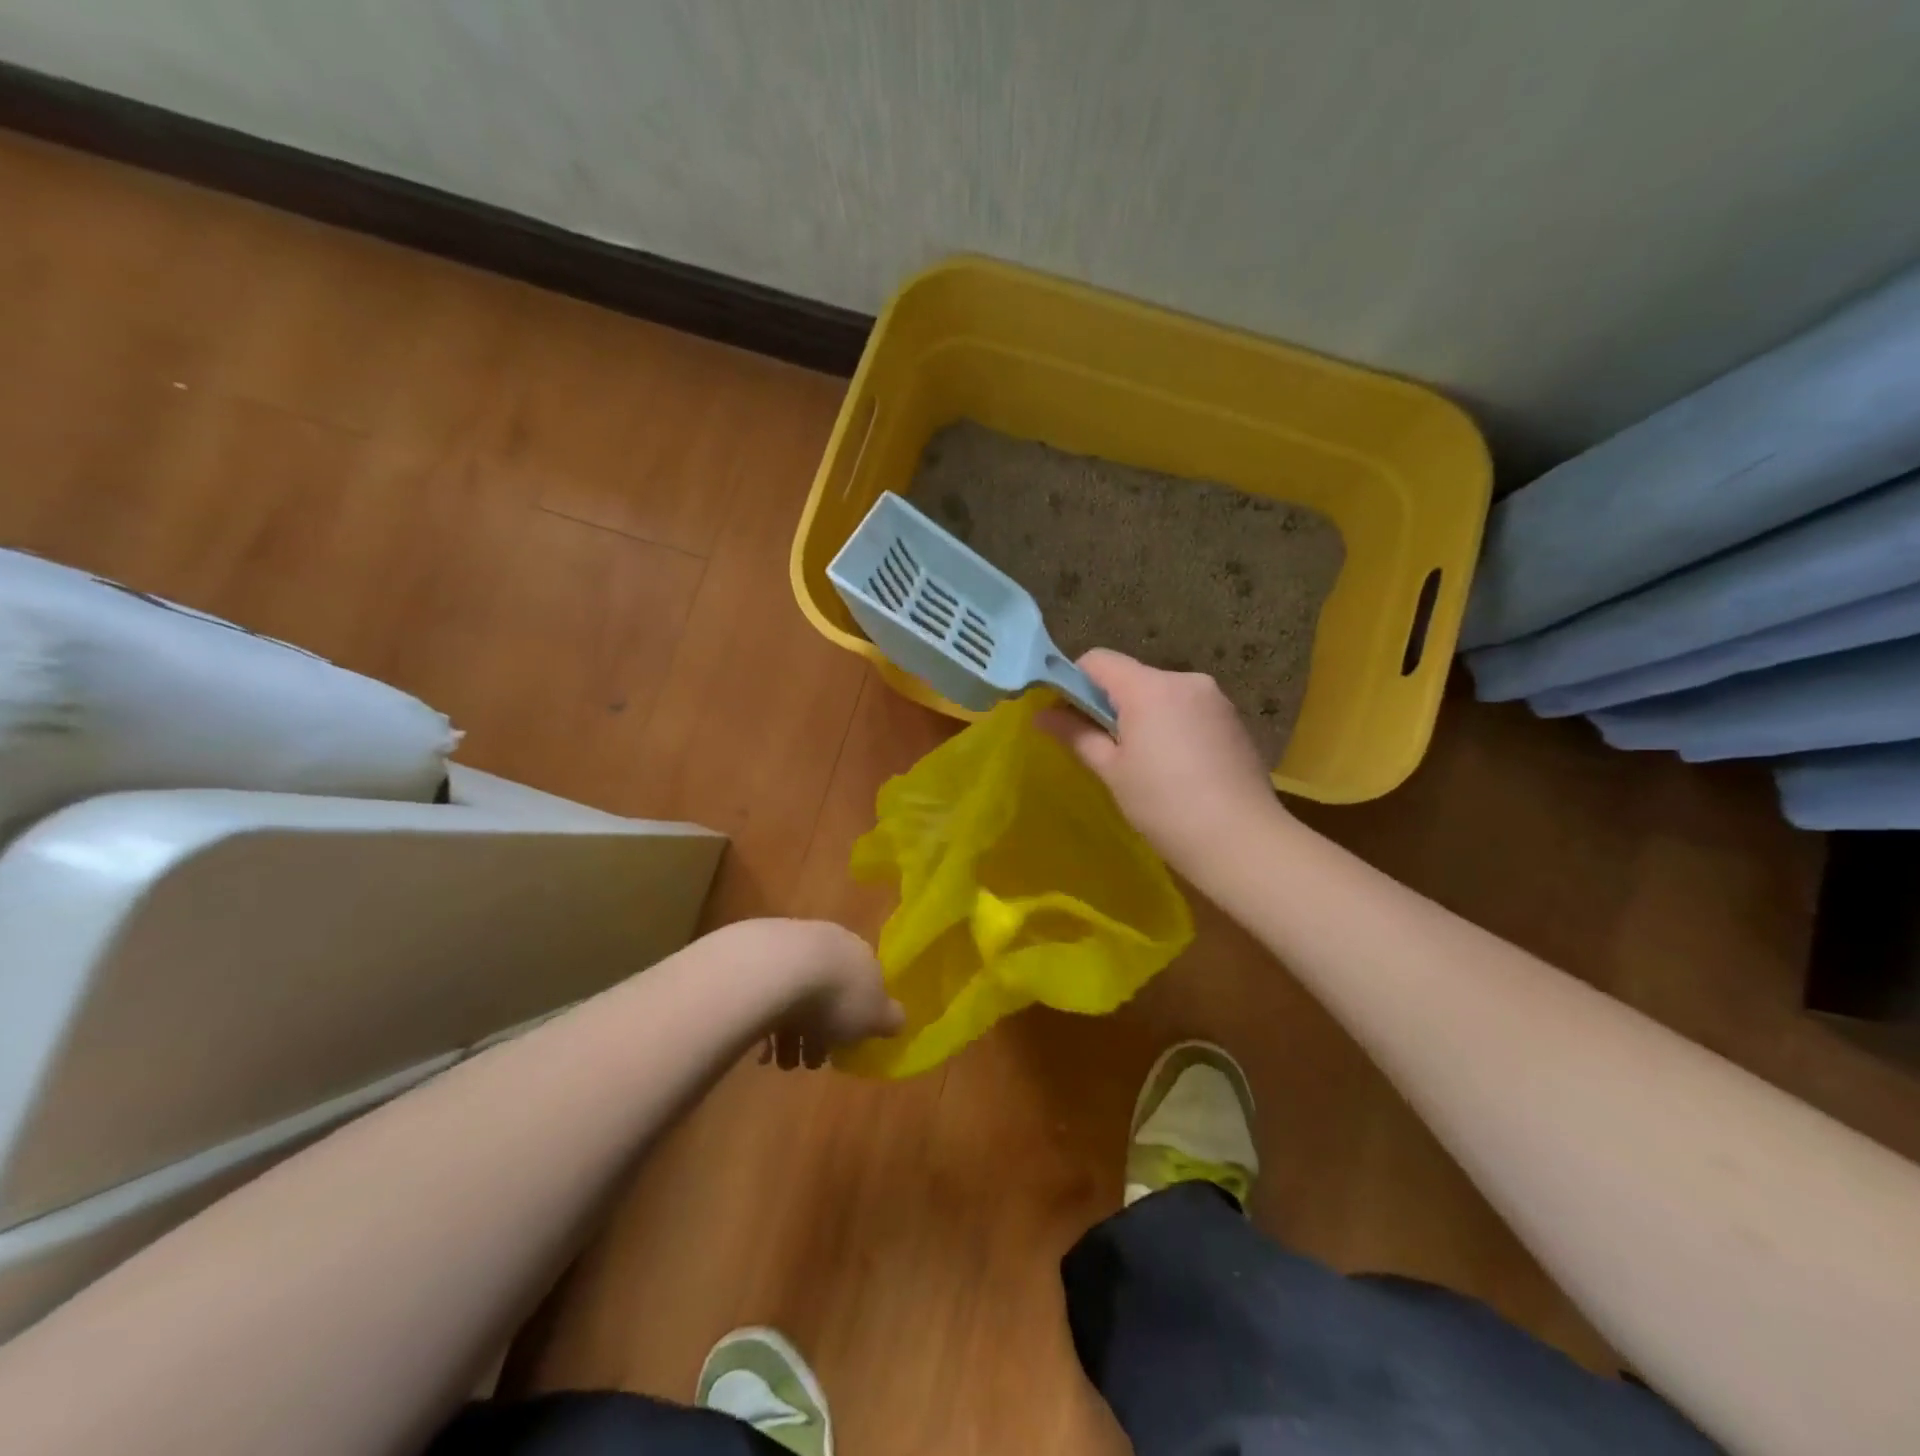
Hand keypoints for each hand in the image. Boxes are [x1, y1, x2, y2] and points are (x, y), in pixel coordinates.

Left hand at [743, 920, 904, 1069]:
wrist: (778, 970)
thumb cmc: (837, 996)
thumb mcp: (876, 1016)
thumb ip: (890, 1019)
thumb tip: (897, 1020)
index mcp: (860, 953)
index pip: (863, 986)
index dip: (855, 1021)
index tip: (843, 1048)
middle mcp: (828, 942)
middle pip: (827, 992)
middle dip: (819, 1032)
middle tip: (808, 1061)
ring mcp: (790, 944)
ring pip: (795, 995)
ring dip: (790, 1032)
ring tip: (779, 1062)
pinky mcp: (755, 955)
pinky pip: (766, 995)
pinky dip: (765, 1021)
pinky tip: (761, 1049)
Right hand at [1042, 649, 1284, 872]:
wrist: (1241, 840)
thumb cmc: (1164, 805)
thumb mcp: (1112, 770)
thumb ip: (1076, 734)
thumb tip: (1040, 715)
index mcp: (1149, 688)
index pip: (1098, 660)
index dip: (1074, 680)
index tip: (1066, 714)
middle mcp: (1184, 680)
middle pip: (1131, 676)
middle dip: (1110, 702)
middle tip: (1100, 746)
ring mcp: (1214, 698)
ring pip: (1161, 693)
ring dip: (1143, 715)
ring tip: (1141, 761)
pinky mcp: (1233, 719)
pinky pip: (1188, 709)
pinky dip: (1171, 725)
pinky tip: (1174, 766)